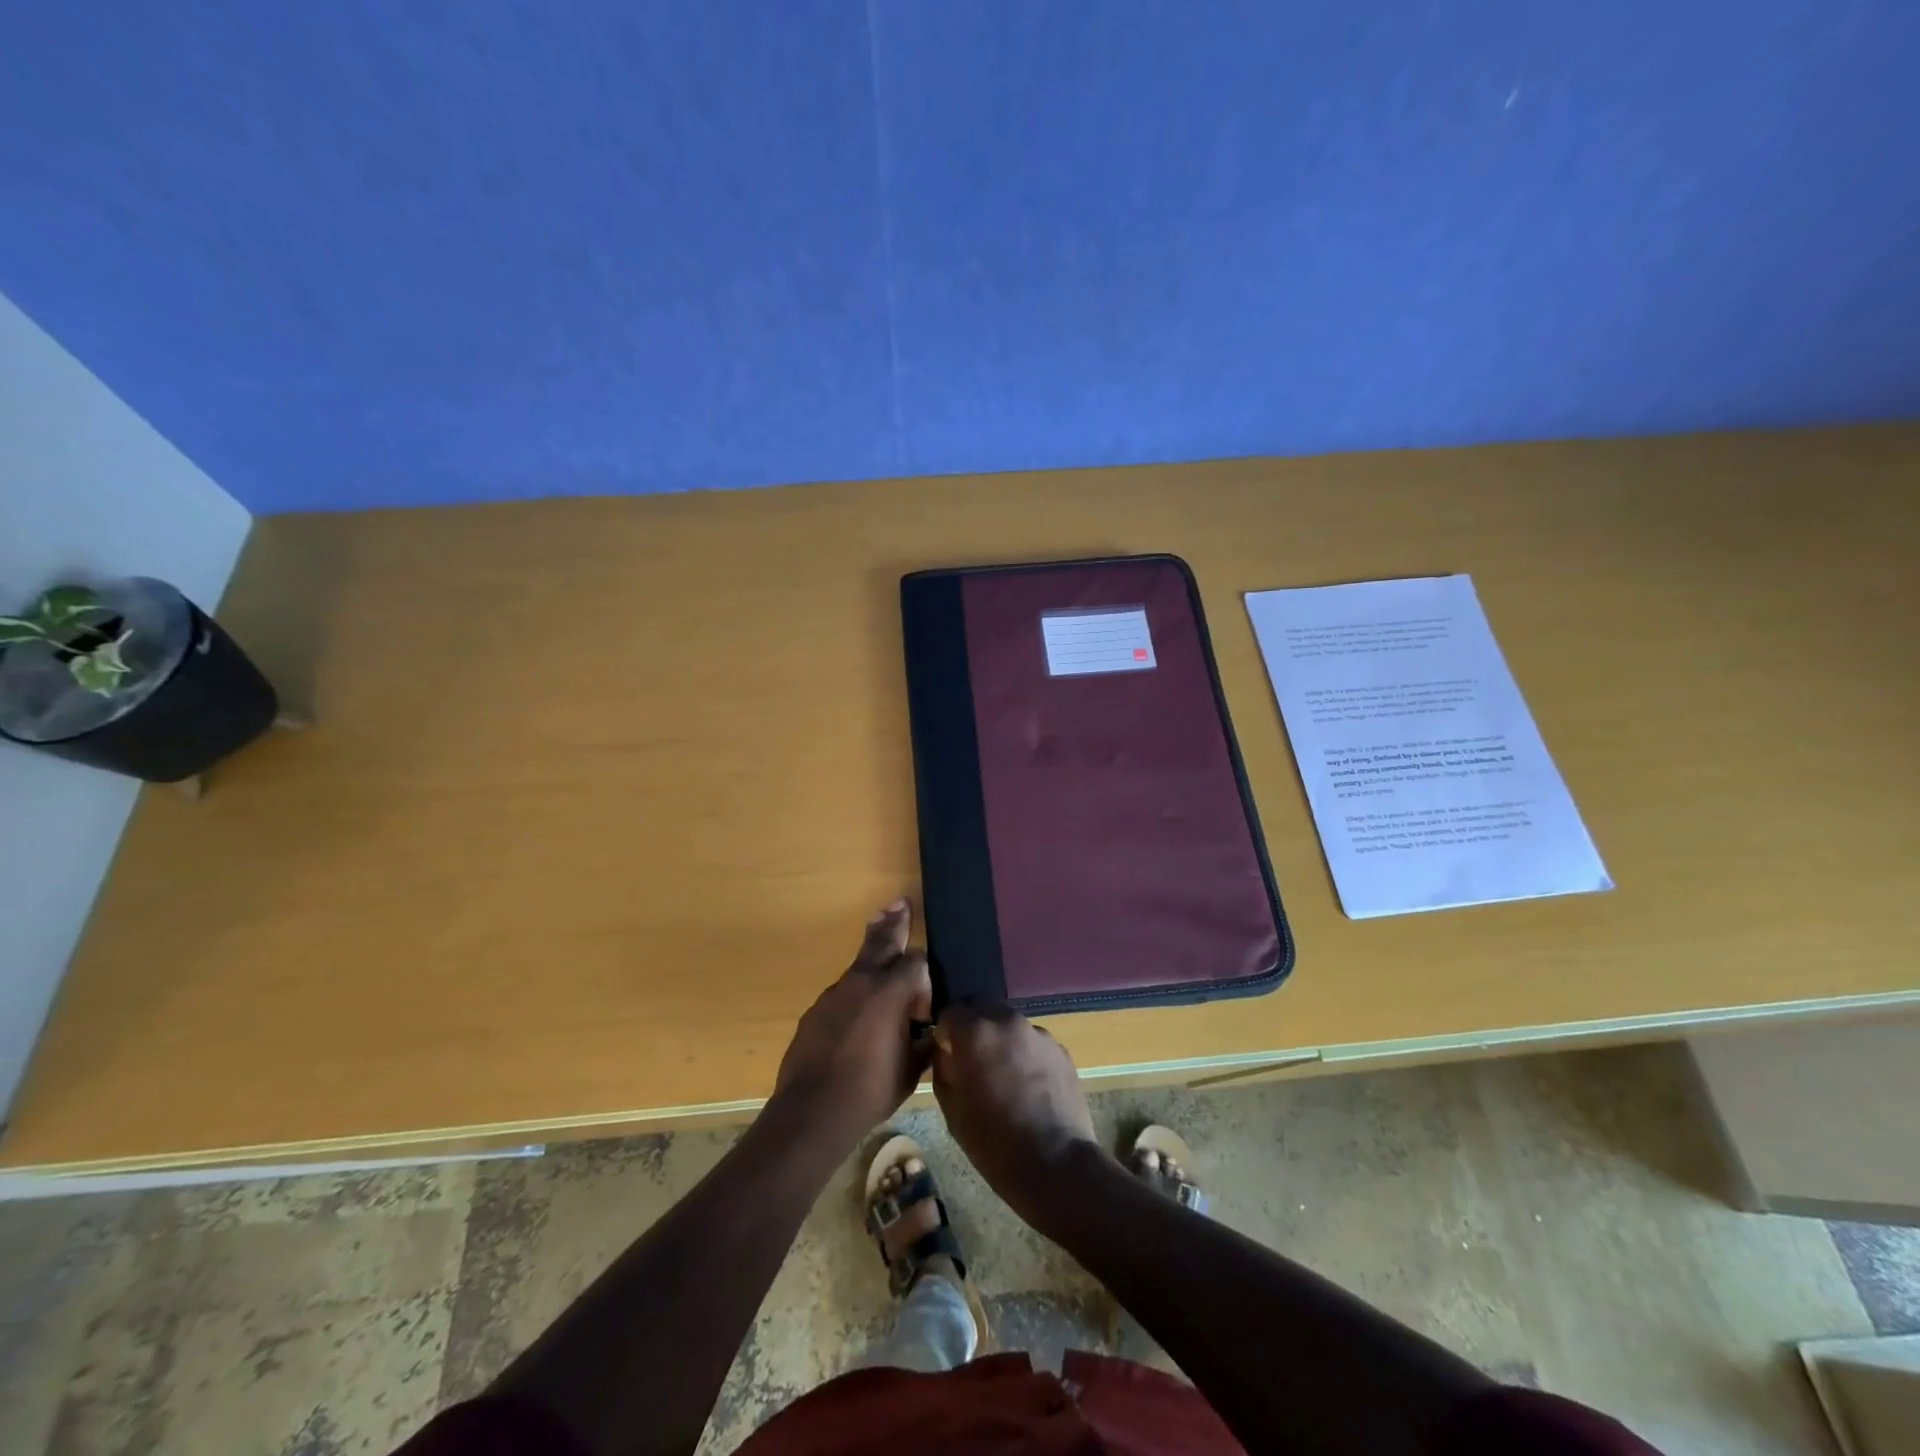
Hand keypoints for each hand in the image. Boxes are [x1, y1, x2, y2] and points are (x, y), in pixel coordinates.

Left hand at [772, 900, 932, 1148]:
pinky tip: (857, 1015)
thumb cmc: (870, 1091)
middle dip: (894, 922)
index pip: (916, 962)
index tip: (924, 1009)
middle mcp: (862, 981)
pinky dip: (854, 992)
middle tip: (900, 902)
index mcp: (890, 991)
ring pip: (859, 964)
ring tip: (880, 930)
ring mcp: (835, 993)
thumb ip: (925, 1042)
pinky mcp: (816, 1010)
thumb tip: (931, 1030)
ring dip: (872, 952)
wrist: (812, 1111)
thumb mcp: (911, 1069)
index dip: (924, 980)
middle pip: (882, 941)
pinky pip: (843, 992)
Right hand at [931, 1003, 1100, 1227]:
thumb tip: (947, 1051)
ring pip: (1009, 1023)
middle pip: (982, 1006)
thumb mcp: (952, 1109)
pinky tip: (1028, 1086)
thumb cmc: (994, 1143)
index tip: (947, 1053)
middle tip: (972, 1058)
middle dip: (973, 1025)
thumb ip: (944, 1068)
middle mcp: (1008, 1021)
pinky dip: (1024, 1053)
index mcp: (976, 1033)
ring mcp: (1038, 1033)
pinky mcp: (1060, 1049)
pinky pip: (1032, 1041)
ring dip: (1000, 1038)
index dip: (945, 1032)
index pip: (951, 1011)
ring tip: (1004, 1075)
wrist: (1056, 1165)